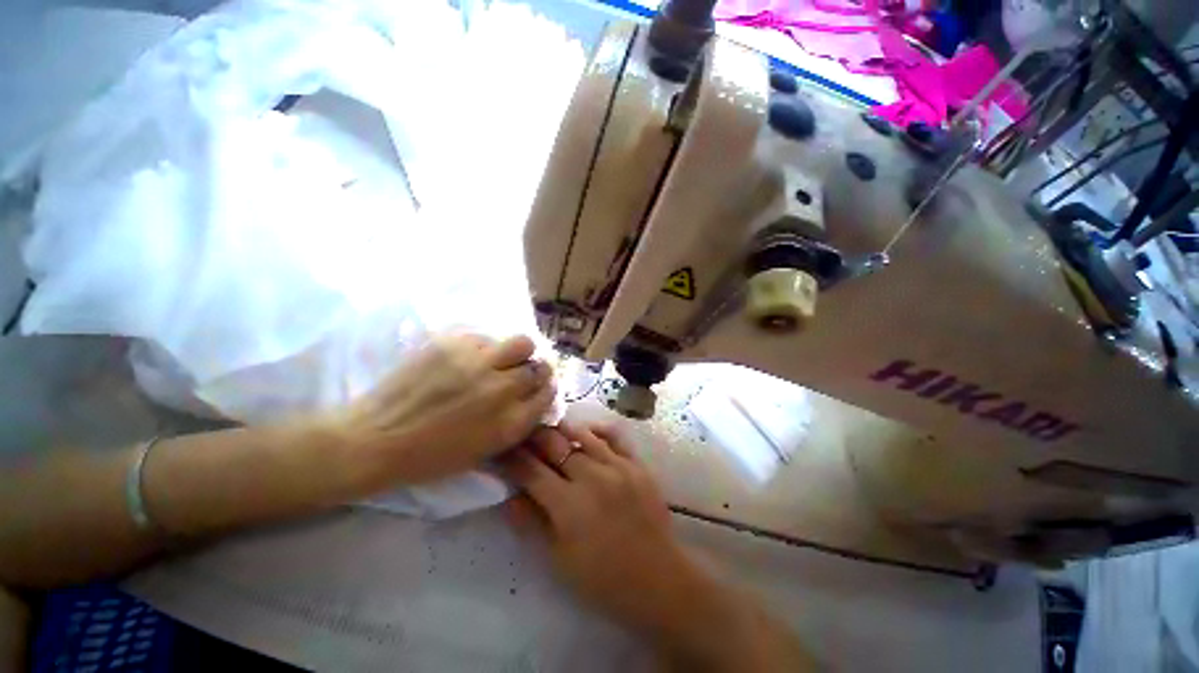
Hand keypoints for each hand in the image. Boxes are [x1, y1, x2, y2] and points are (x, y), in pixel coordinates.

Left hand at [340, 333, 555, 484]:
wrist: (375, 440)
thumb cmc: (430, 457)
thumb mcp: (484, 451)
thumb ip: (515, 423)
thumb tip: (532, 398)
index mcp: (510, 423)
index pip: (548, 393)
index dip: (545, 388)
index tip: (538, 387)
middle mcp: (502, 390)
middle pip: (539, 367)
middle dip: (537, 369)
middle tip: (522, 371)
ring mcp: (478, 363)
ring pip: (522, 343)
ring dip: (518, 351)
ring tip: (501, 357)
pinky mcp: (454, 344)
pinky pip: (486, 337)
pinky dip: (485, 346)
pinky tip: (468, 357)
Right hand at [504, 423, 820, 671]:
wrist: (658, 578)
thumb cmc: (603, 578)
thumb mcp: (558, 560)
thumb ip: (531, 523)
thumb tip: (509, 495)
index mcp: (568, 505)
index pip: (530, 470)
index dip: (511, 457)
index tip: (500, 449)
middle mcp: (592, 476)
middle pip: (554, 444)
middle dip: (532, 437)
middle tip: (521, 434)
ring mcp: (618, 465)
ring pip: (581, 433)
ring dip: (560, 428)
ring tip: (548, 428)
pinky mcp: (637, 463)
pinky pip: (614, 435)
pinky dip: (596, 429)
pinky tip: (586, 431)